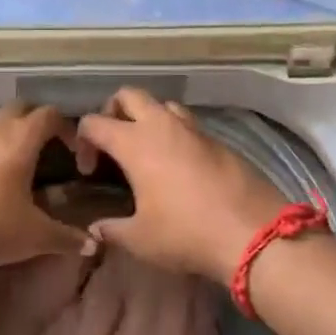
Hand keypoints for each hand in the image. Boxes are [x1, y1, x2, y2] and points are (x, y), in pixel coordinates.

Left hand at [0, 103, 96, 275]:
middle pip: (19, 108)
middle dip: (35, 120)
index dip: (65, 127)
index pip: (49, 115)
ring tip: (14, 164)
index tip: (72, 152)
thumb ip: (66, 237)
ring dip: (7, 134)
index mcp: (21, 140)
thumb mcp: (36, 236)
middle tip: (45, 148)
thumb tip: (92, 244)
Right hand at [76, 89, 287, 280]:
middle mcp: (161, 125)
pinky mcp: (218, 140)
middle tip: (113, 143)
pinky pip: (188, 124)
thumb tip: (95, 230)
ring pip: (162, 104)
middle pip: (128, 95)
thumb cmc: (186, 233)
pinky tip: (179, 166)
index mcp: (134, 143)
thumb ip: (111, 230)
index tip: (89, 170)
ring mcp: (193, 129)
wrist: (252, 233)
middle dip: (113, 111)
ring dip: (148, 118)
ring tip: (148, 150)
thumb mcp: (140, 239)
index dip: (83, 141)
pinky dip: (176, 134)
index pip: (94, 122)